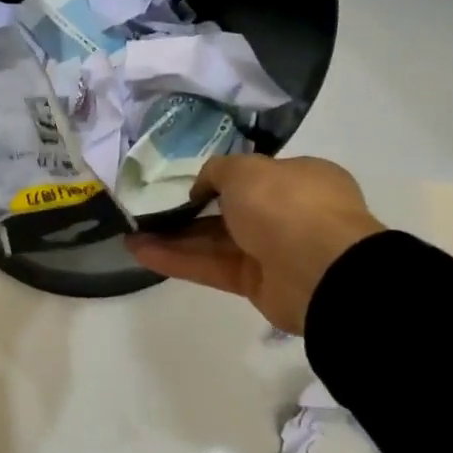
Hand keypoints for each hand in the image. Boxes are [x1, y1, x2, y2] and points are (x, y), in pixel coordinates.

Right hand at [126, 155, 384, 333]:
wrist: (321, 270)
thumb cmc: (287, 204)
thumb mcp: (246, 169)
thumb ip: (217, 171)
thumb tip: (202, 188)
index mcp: (298, 179)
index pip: (253, 177)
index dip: (218, 179)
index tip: (185, 184)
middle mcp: (287, 213)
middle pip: (228, 212)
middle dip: (187, 212)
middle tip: (148, 211)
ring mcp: (272, 251)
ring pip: (214, 241)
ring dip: (173, 237)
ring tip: (131, 233)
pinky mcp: (255, 283)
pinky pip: (211, 267)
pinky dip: (178, 260)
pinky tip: (141, 252)